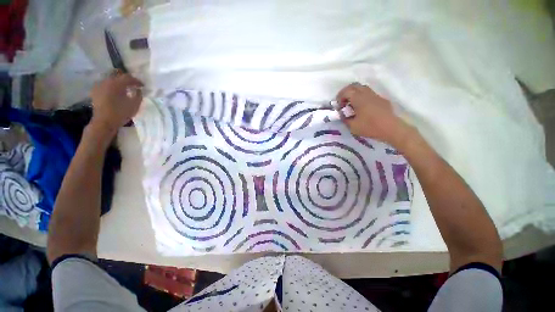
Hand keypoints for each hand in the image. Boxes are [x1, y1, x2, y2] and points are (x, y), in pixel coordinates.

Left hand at [90, 70, 143, 133]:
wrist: (104, 122)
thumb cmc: (121, 113)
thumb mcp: (135, 105)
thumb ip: (138, 95)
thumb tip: (138, 89)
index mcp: (117, 83)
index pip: (128, 77)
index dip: (137, 81)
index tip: (142, 85)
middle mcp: (107, 81)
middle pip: (117, 74)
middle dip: (126, 78)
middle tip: (133, 84)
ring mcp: (99, 85)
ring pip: (110, 78)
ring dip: (118, 82)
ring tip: (124, 88)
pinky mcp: (95, 91)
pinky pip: (105, 84)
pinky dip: (111, 86)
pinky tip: (115, 91)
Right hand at [336, 83, 411, 145]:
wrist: (391, 129)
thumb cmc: (370, 127)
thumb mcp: (353, 126)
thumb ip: (345, 119)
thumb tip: (342, 115)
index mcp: (359, 99)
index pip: (346, 91)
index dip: (340, 97)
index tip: (338, 106)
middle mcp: (367, 94)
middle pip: (354, 86)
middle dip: (346, 92)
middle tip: (343, 102)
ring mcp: (375, 96)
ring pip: (363, 88)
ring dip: (355, 94)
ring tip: (352, 105)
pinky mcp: (381, 100)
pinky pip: (369, 94)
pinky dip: (362, 97)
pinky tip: (363, 108)